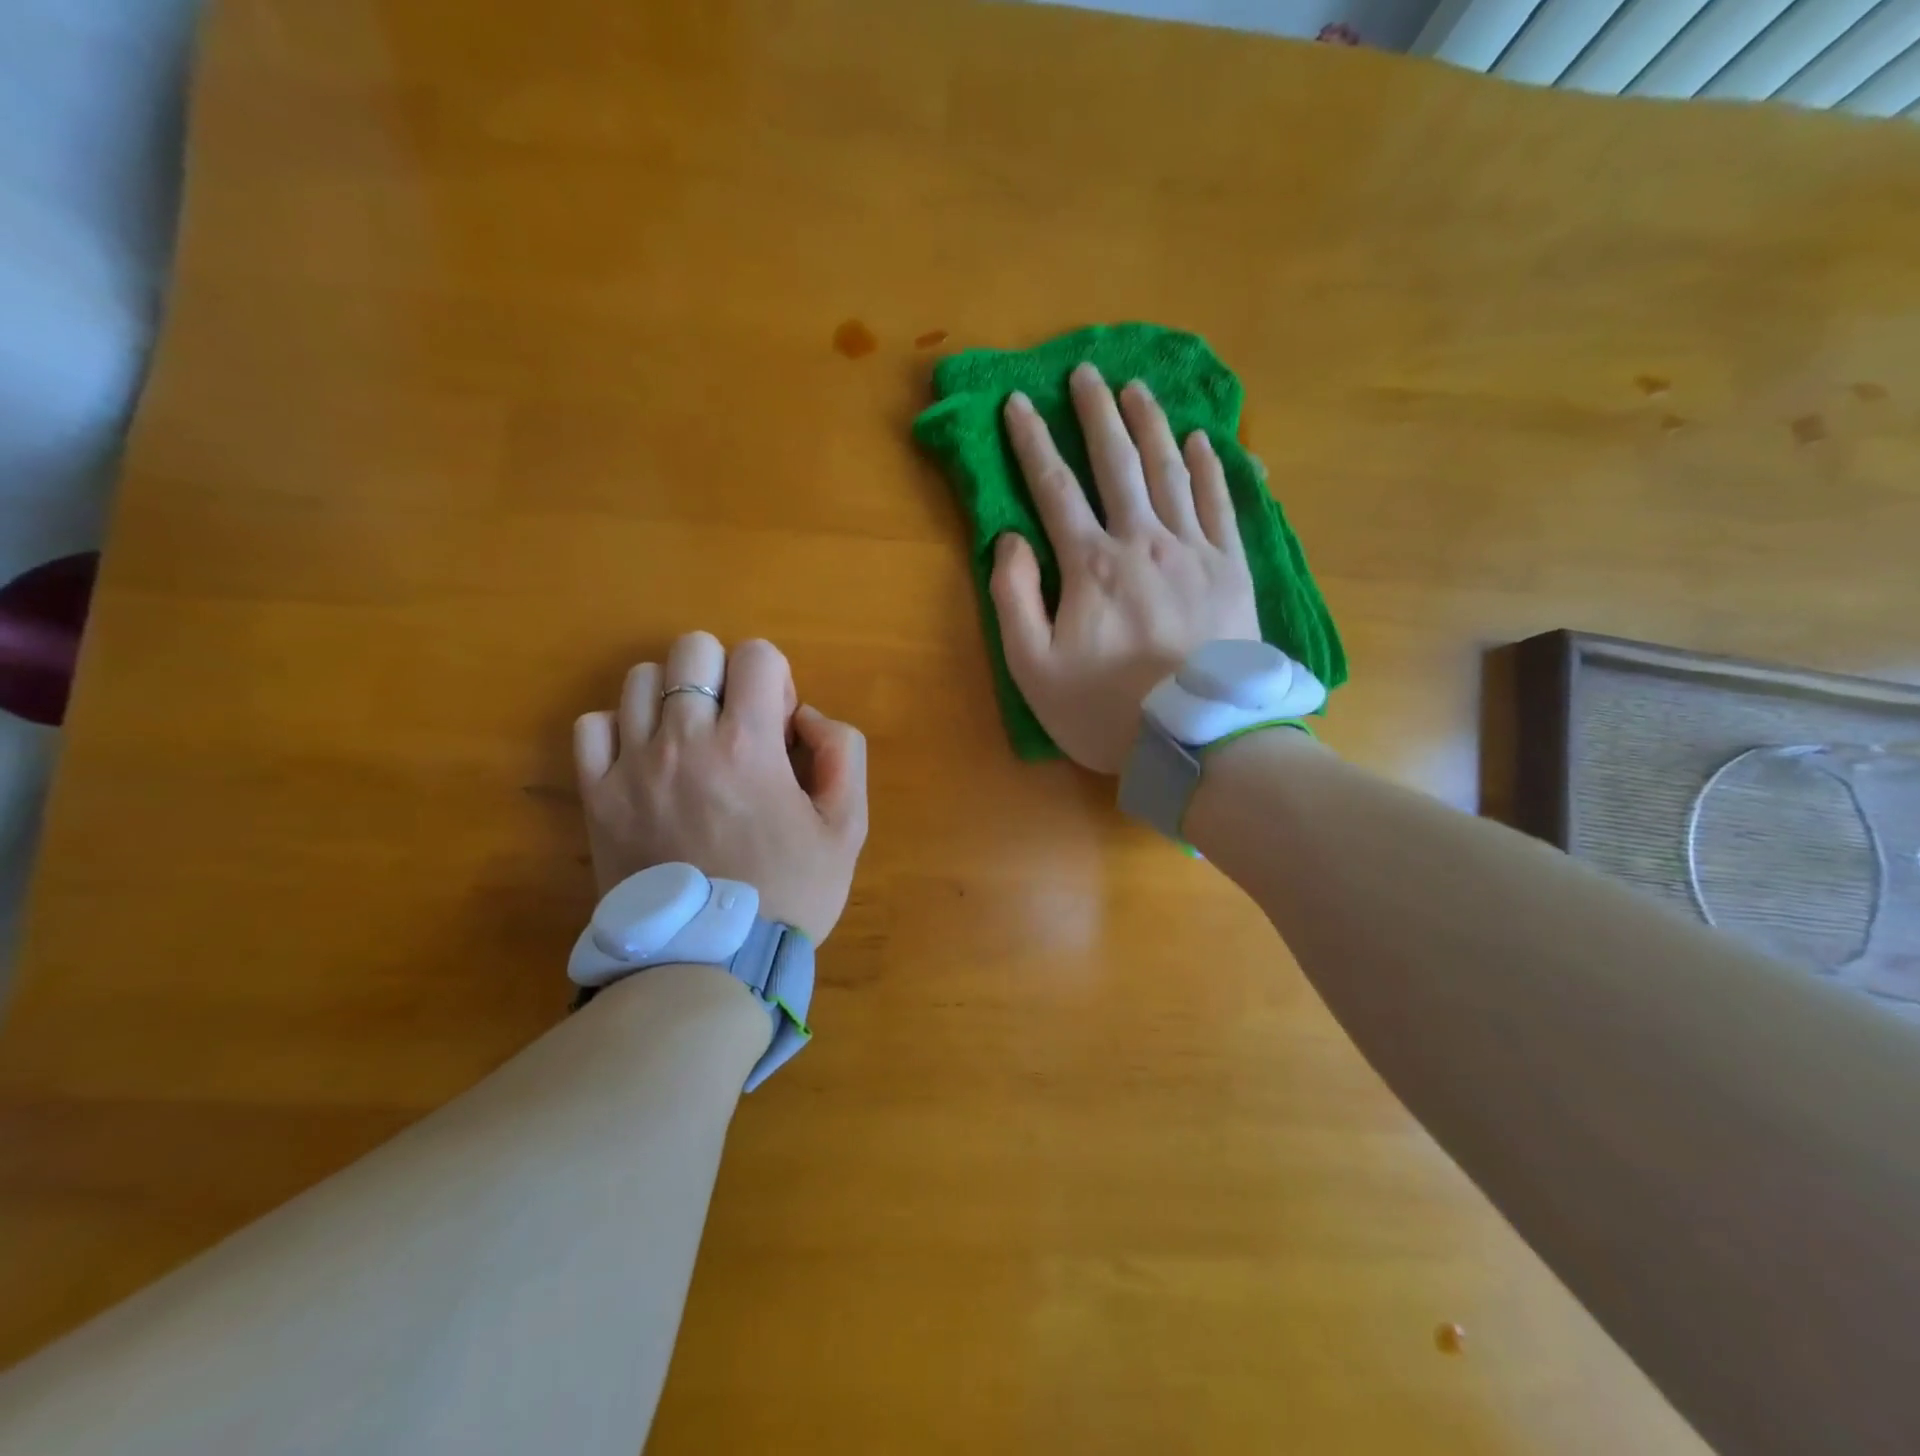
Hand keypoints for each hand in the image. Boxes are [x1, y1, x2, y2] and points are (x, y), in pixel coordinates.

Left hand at [573, 632, 867, 943]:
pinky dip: (619, 729)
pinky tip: (645, 759)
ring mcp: (633, 766)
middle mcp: (685, 741)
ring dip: (674, 697)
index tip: (777, 725)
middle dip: (724, 674)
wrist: (712, 961)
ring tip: (690, 741)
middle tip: (735, 724)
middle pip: (693, 648)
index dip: (776, 679)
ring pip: (640, 679)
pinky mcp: (597, 796)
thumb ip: (843, 754)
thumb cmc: (789, 893)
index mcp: (749, 745)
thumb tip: (806, 716)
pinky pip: (592, 726)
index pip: (757, 654)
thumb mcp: (847, 828)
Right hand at [991, 363, 1260, 773]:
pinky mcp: (1232, 569)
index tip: (1018, 403)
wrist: (1197, 740)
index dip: (1032, 442)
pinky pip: (1221, 504)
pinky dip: (1210, 468)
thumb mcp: (1034, 669)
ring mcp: (1194, 551)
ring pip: (1170, 471)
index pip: (1054, 488)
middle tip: (1084, 373)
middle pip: (1116, 464)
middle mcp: (1143, 542)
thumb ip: (1015, 599)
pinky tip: (1201, 441)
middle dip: (1095, 414)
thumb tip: (1011, 539)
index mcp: (1091, 565)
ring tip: (1135, 389)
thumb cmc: (1106, 710)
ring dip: (1149, 426)